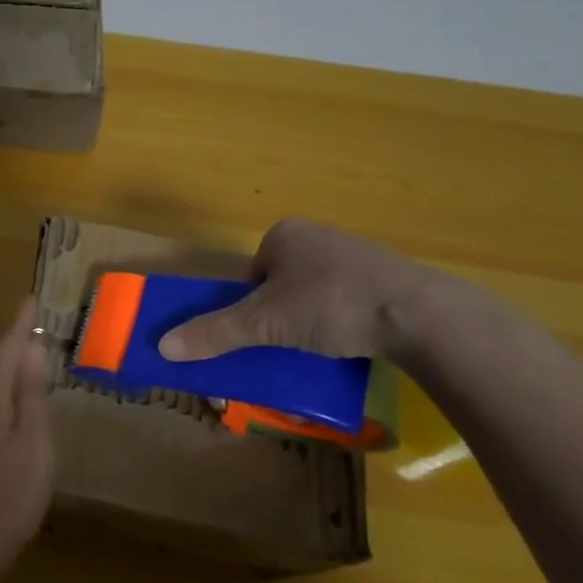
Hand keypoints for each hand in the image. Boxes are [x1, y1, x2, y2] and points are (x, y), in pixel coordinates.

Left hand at [0, 297, 54, 571]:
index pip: (6, 344)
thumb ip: (31, 391)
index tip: (30, 299)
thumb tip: (31, 347)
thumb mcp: (34, 441)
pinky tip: (5, 405)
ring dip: (2, 368)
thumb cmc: (8, 493)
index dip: (21, 323)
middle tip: (36, 330)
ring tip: (26, 364)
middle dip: (13, 344)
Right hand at [158, 218, 449, 363]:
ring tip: (322, 349)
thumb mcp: (264, 323)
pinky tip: (353, 344)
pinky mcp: (388, 279)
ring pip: (317, 294)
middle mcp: (319, 236)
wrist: (420, 314)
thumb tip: (162, 346)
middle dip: (281, 316)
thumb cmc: (330, 304)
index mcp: (285, 233)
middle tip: (288, 346)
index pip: (252, 273)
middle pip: (282, 284)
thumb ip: (215, 333)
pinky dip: (345, 323)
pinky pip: (351, 302)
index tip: (262, 334)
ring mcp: (357, 255)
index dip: (250, 306)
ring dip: (313, 321)